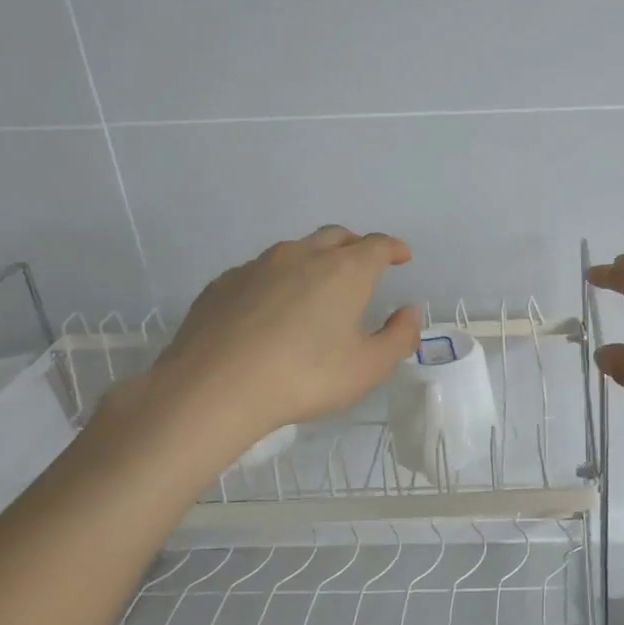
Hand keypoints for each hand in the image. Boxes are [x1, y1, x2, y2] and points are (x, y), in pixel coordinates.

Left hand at [151, 226, 419, 440]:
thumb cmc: (305, 377)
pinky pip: (260, 271)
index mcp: (344, 271)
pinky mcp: (223, 284)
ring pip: (295, 250)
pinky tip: (272, 308)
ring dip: (314, 260)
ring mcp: (257, 266)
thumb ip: (398, 337)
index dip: (393, 248)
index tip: (401, 256)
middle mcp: (302, 256)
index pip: (377, 245)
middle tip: (364, 265)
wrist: (214, 388)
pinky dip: (277, 280)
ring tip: (318, 287)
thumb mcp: (368, 367)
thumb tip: (409, 312)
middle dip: (355, 246)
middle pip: (336, 236)